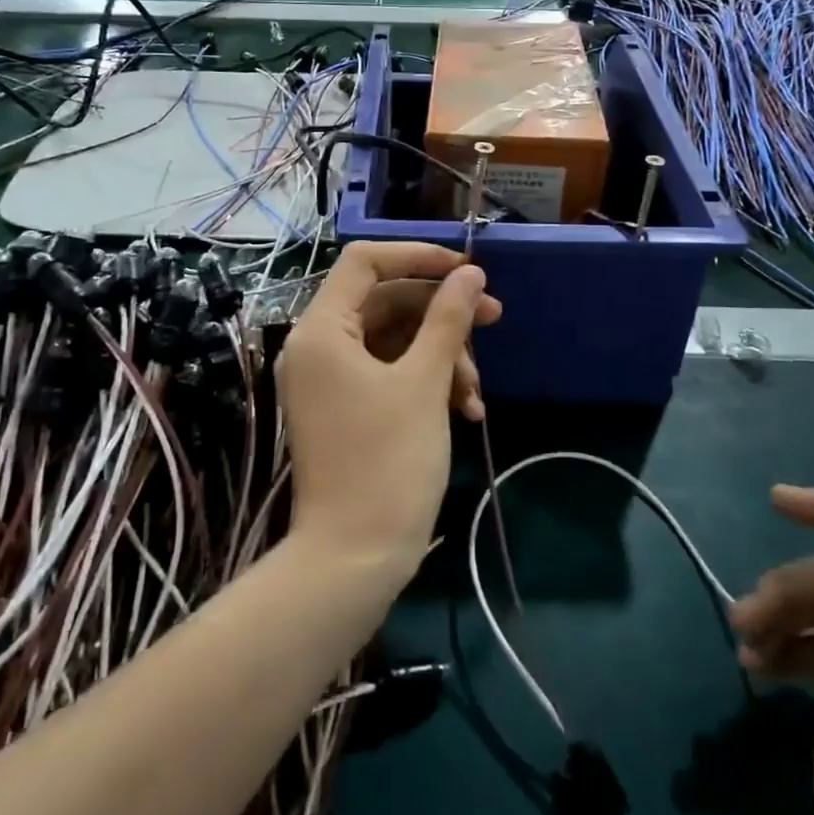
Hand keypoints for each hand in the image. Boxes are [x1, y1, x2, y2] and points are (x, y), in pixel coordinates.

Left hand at [276, 242, 501, 575]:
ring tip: (476, 394)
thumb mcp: (424, 382)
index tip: (466, 269)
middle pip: (386, 301)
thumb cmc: (387, 461)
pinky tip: (467, 410)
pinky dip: (428, 383)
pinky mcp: (348, 407)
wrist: (354, 558)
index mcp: (322, 329)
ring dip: (443, 356)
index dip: (418, 256)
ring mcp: (332, 379)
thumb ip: (447, 319)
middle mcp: (319, 346)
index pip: (365, 262)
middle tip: (494, 318)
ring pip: (395, 340)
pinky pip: (391, 373)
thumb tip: (470, 274)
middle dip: (443, 313)